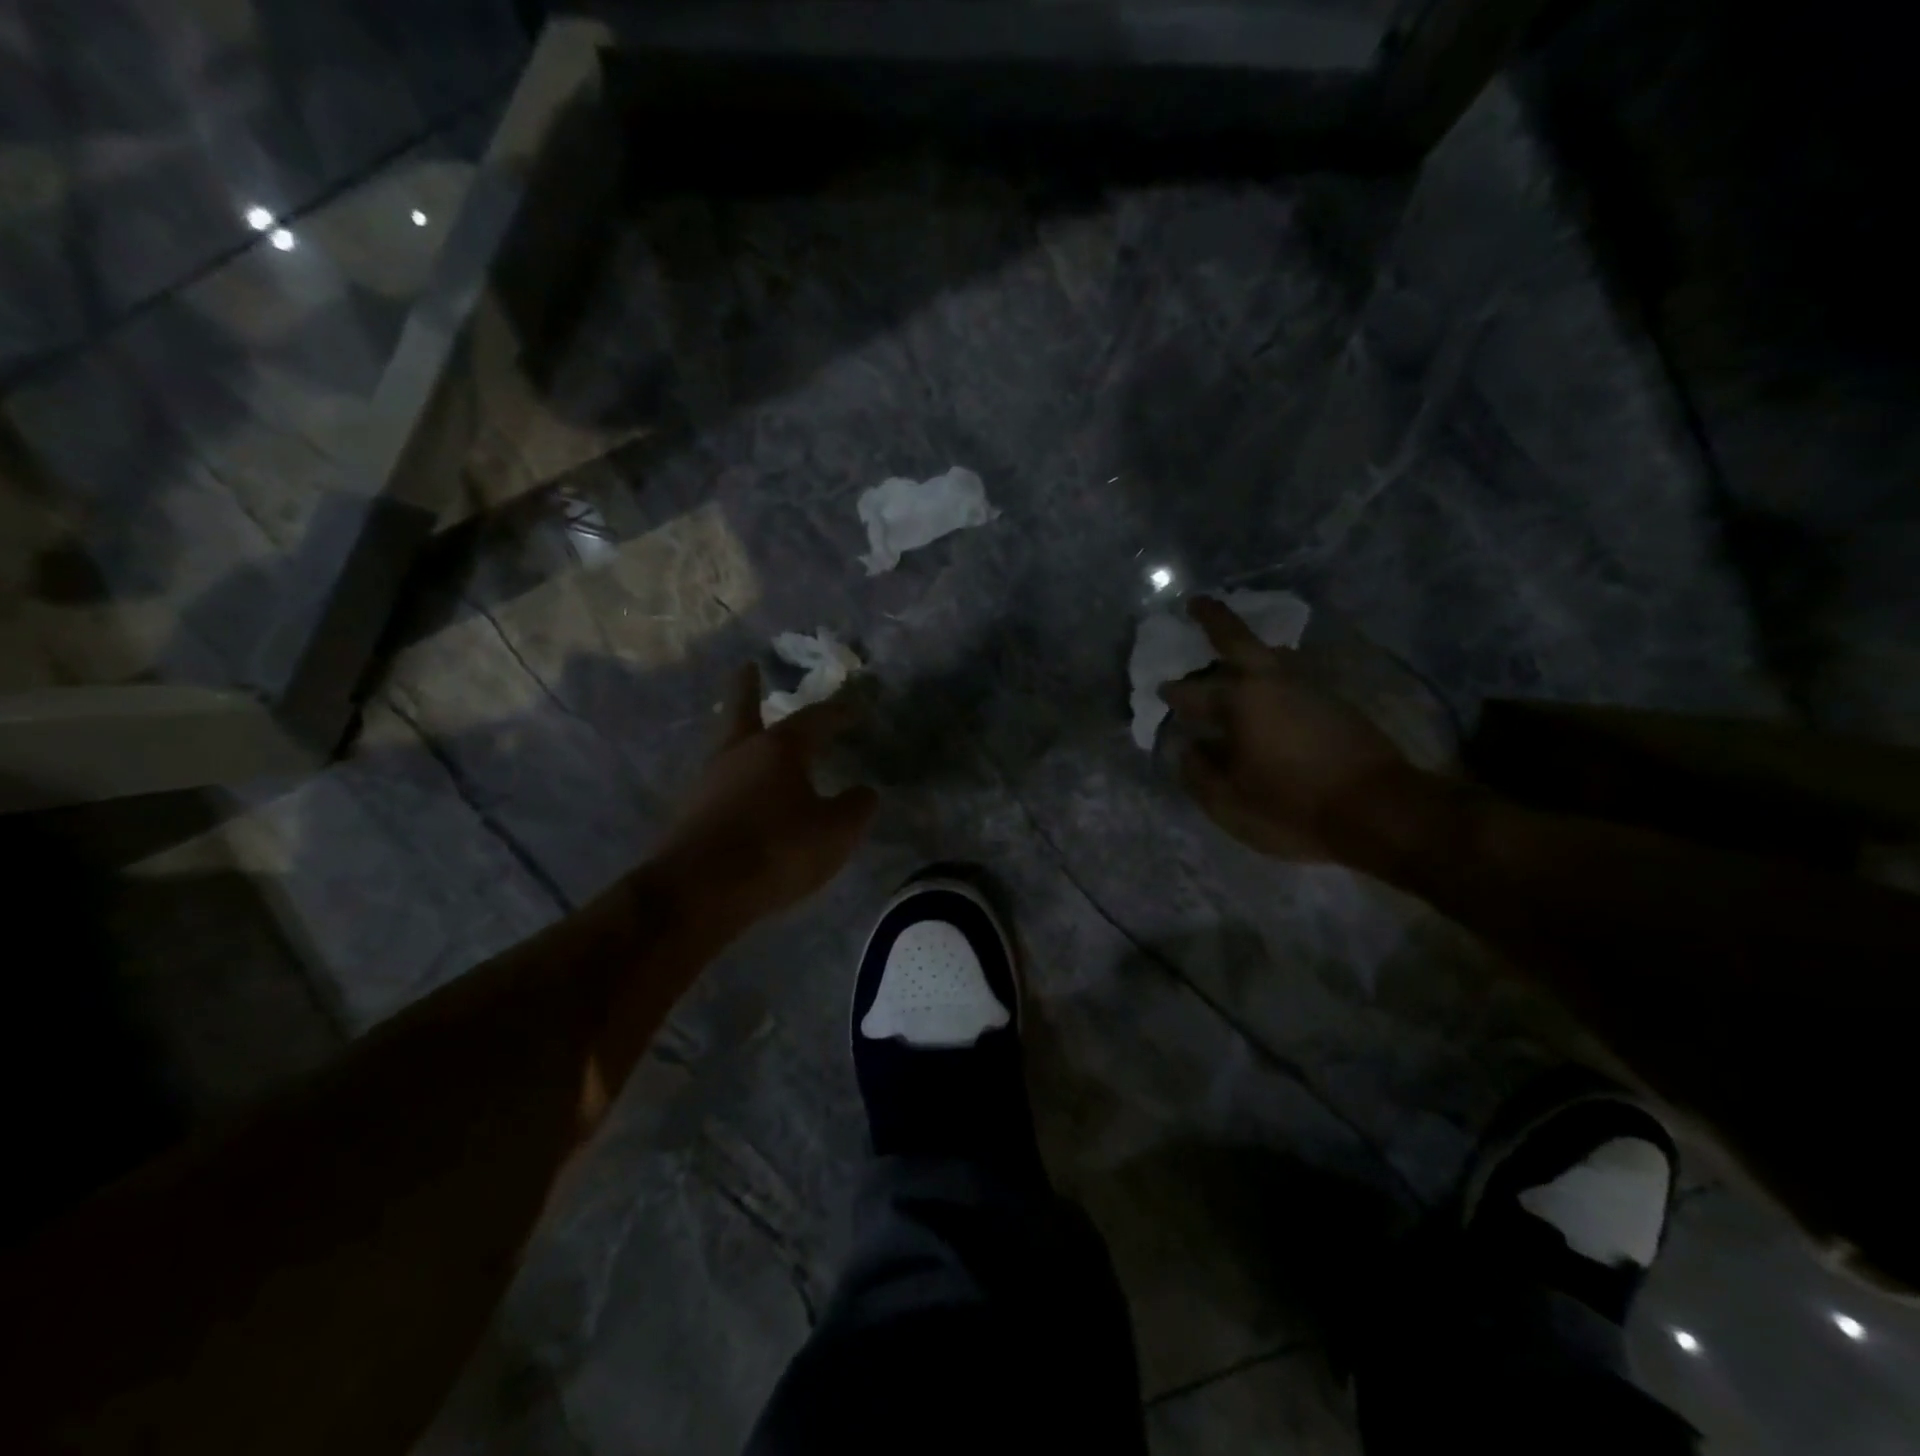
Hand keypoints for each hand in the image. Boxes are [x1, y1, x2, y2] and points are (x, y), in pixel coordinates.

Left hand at [654, 665, 877, 927]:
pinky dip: (736, 779)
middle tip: (748, 667)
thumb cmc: (776, 850)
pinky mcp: (692, 813)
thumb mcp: (835, 832)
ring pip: (730, 748)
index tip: (854, 709)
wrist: (699, 892)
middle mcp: (739, 754)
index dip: (837, 712)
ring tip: (753, 738)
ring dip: (743, 737)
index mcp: (778, 749)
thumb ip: (856, 808)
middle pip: (744, 711)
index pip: (814, 719)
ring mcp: (709, 782)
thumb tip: (864, 792)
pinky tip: (744, 794)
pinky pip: (721, 784)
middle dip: (749, 688)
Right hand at [1160, 597, 1408, 861]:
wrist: (1378, 812)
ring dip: (1247, 652)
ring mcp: (1309, 689)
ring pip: (1270, 658)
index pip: (1193, 692)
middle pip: (1239, 640)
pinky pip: (1290, 679)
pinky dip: (1270, 677)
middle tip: (1196, 602)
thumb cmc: (1292, 806)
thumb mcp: (1228, 802)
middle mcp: (1273, 683)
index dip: (1174, 693)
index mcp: (1240, 702)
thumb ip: (1198, 773)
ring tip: (1231, 654)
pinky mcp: (1335, 704)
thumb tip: (1188, 748)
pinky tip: (1265, 695)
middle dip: (1214, 618)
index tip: (1161, 692)